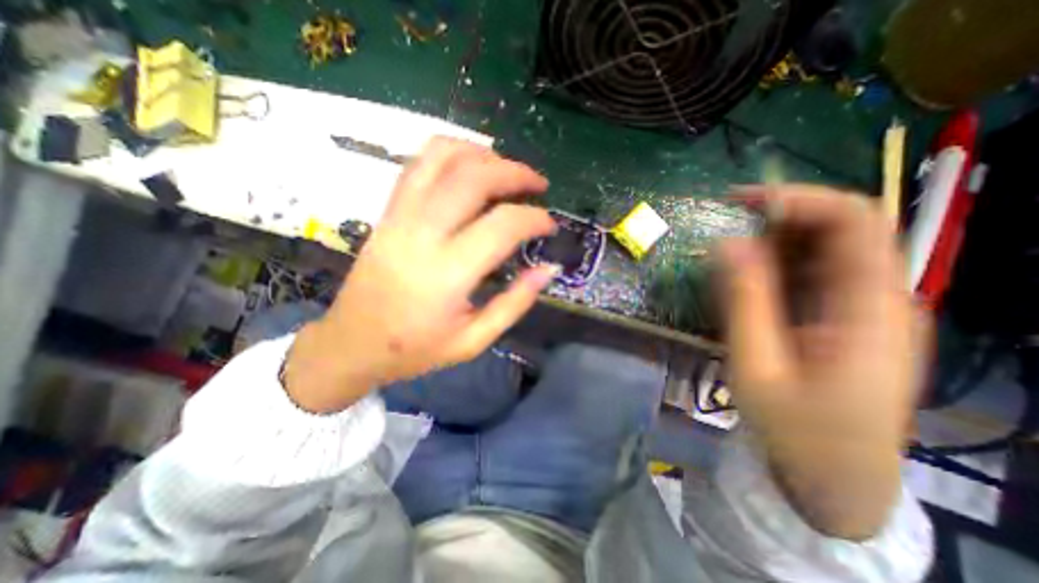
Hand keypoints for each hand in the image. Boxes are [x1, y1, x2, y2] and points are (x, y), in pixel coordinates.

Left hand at [282, 136, 559, 415]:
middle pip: (474, 178)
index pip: (502, 225)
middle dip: (515, 173)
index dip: (534, 218)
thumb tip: (548, 269)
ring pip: (442, 158)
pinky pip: (418, 164)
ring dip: (482, 154)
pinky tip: (469, 165)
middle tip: (538, 184)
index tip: (549, 224)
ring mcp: (400, 216)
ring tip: (506, 169)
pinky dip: (450, 152)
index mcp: (448, 273)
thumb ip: (515, 303)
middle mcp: (423, 234)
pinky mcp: (388, 211)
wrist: (352, 344)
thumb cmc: (416, 349)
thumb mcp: (474, 340)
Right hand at [720, 183, 928, 538]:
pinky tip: (746, 279)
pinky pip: (813, 273)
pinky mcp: (844, 318)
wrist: (833, 476)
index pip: (854, 222)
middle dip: (780, 216)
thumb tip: (727, 244)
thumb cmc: (795, 428)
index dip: (798, 199)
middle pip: (842, 229)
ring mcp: (864, 308)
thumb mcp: (757, 365)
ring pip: (824, 250)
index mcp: (870, 309)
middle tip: (726, 225)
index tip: (741, 201)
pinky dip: (776, 264)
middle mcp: (879, 298)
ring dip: (774, 241)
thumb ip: (744, 300)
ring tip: (728, 255)